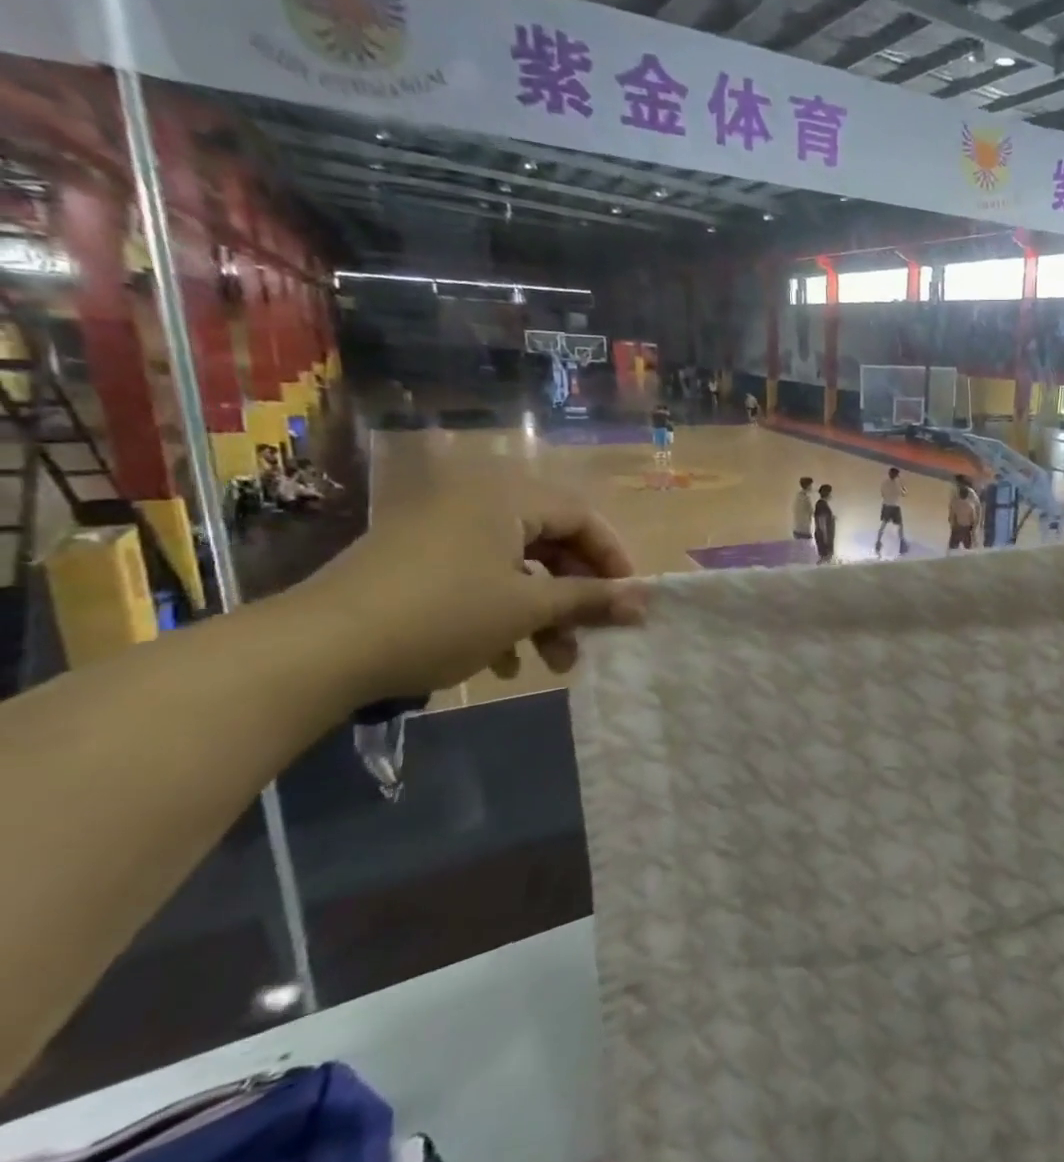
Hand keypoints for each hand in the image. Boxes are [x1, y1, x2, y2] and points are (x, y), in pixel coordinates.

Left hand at [288, 472, 647, 702]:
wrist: (320, 649)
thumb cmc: (445, 614)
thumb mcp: (529, 608)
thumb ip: (591, 599)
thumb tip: (646, 602)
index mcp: (505, 497)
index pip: (582, 517)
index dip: (613, 559)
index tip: (629, 601)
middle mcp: (475, 502)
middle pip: (551, 543)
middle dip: (576, 595)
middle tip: (594, 634)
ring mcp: (439, 531)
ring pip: (516, 567)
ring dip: (543, 614)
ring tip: (554, 664)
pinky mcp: (414, 562)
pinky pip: (478, 578)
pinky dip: (501, 615)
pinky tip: (502, 662)